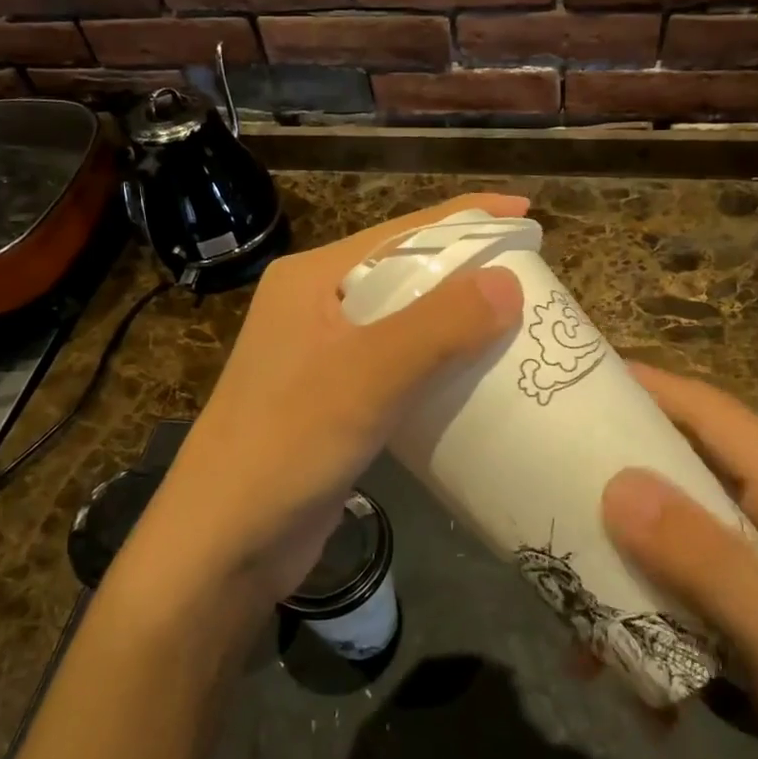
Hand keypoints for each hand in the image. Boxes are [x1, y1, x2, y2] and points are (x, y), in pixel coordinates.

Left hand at [124, 194, 525, 614]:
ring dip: (458, 319)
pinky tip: (478, 376)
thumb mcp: (368, 376)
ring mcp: (323, 355)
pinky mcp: (335, 400)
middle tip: (534, 275)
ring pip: (405, 320)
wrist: (224, 545)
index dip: (467, 217)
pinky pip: (399, 364)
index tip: (528, 213)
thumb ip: (439, 326)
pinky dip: (439, 363)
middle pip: (406, 271)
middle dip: (467, 269)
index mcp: (313, 279)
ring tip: (519, 321)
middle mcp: (316, 306)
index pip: (402, 231)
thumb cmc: (287, 445)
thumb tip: (510, 281)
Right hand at [600, 366, 757, 758]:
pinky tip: (626, 683)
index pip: (712, 414)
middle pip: (682, 476)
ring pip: (673, 545)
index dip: (649, 387)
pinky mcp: (755, 630)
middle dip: (616, 484)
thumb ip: (701, 558)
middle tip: (546, 484)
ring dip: (623, 573)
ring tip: (570, 606)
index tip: (579, 379)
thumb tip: (614, 484)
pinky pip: (682, 605)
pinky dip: (647, 631)